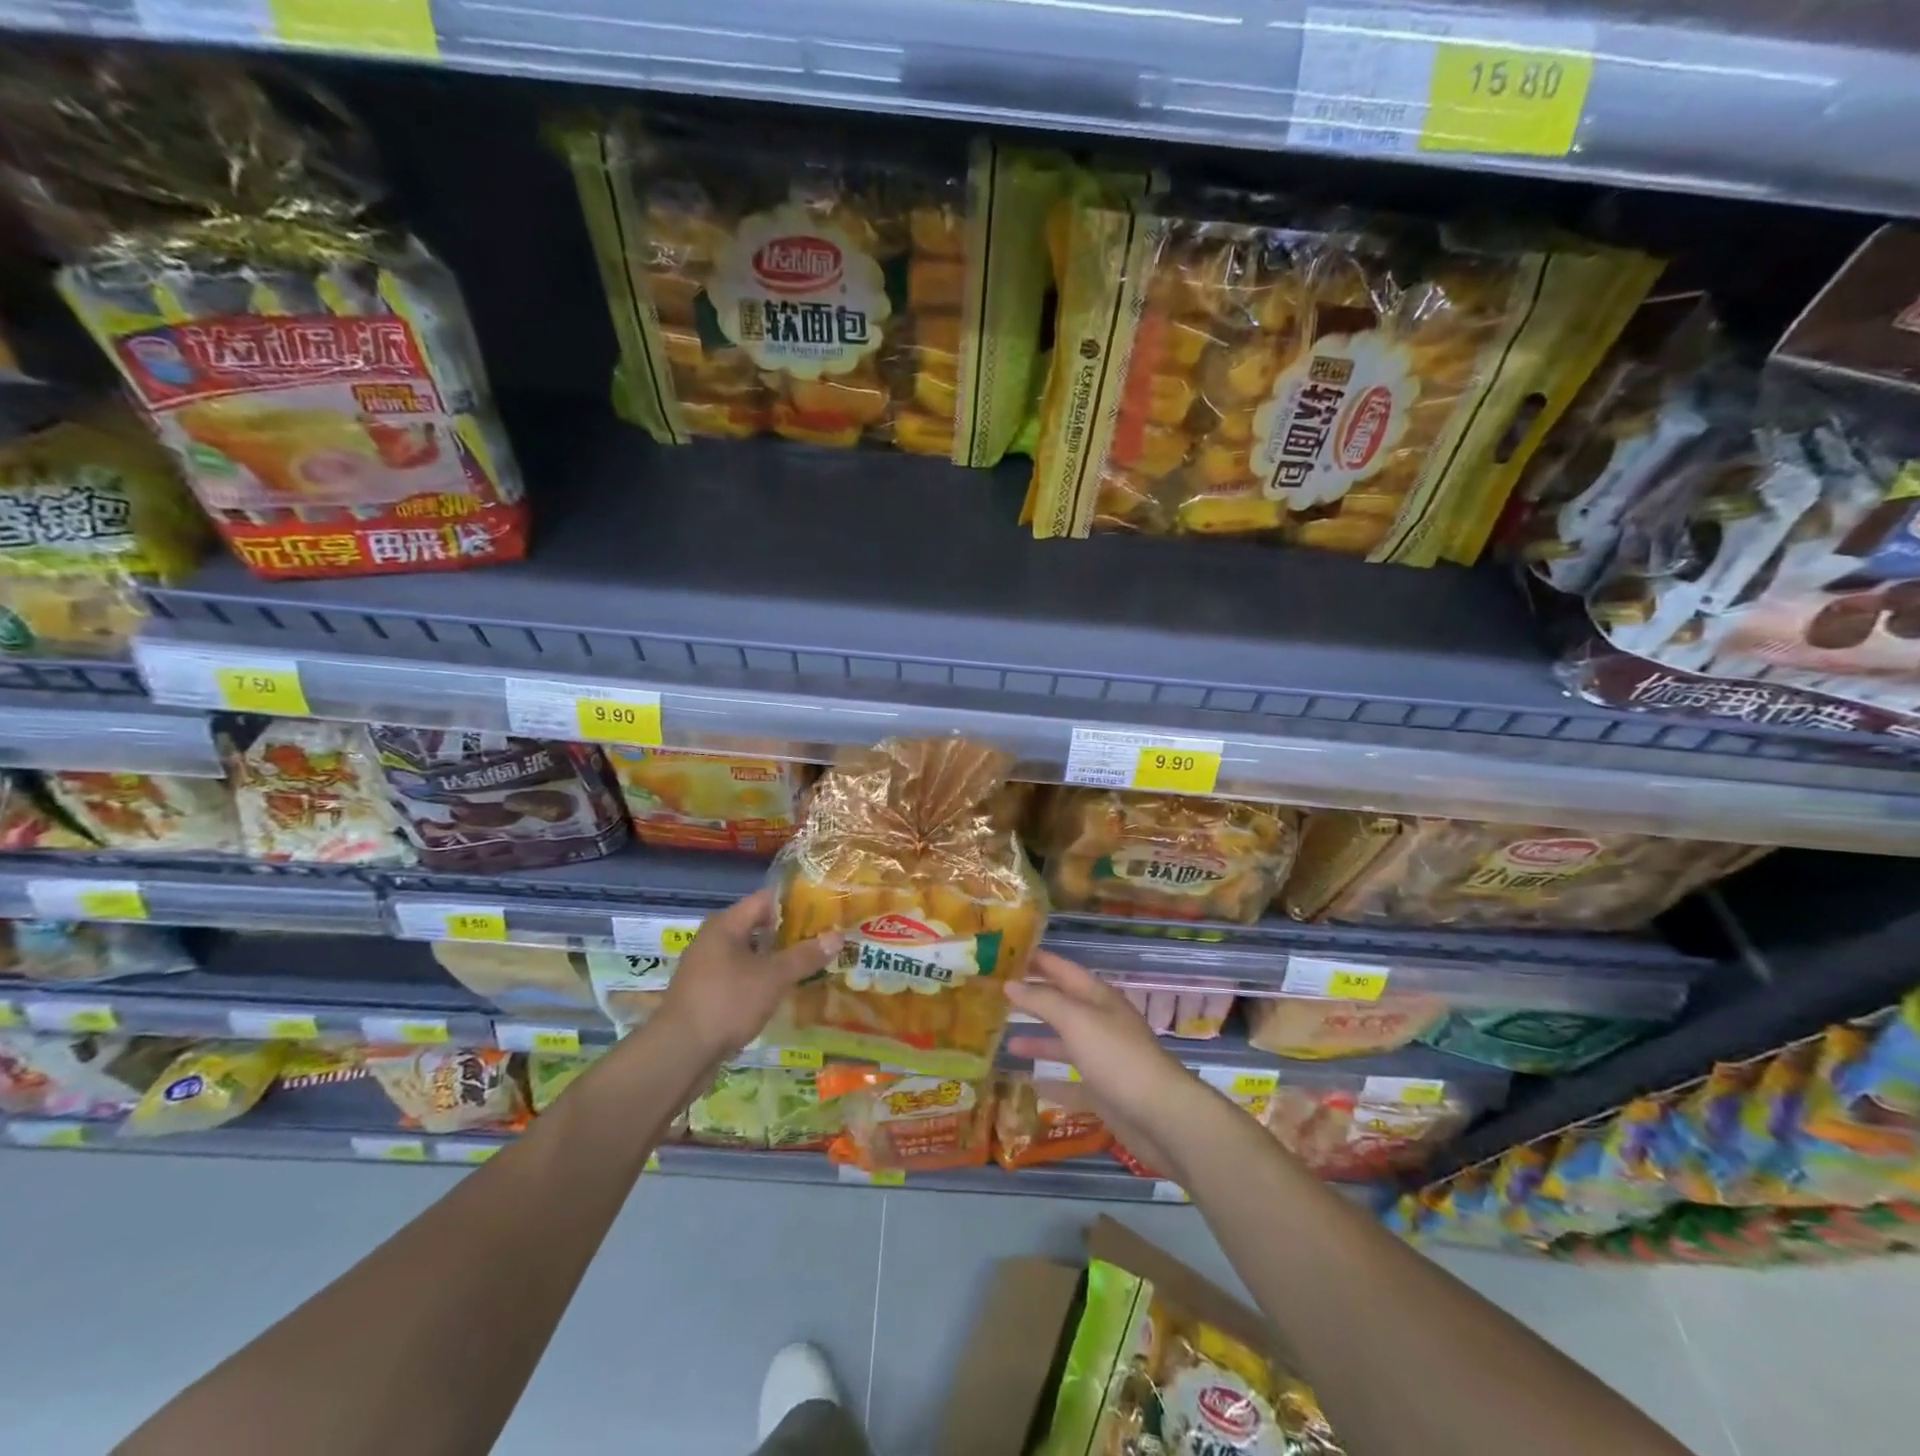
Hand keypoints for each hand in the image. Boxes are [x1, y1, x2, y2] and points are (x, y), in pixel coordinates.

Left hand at [659, 888, 843, 1061]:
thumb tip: (838, 936)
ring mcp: (707, 968)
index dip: (797, 902)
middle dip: (791, 933)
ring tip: (812, 964)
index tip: (825, 909)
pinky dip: (763, 979)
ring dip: (777, 959)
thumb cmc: (727, 1002)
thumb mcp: (773, 977)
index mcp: (726, 925)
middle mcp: (713, 940)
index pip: (766, 899)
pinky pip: (741, 976)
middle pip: (759, 926)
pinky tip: (784, 991)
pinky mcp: (706, 994)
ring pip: (751, 954)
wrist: (679, 1054)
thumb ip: (805, 956)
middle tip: (824, 938)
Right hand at [1004, 951, 1212, 1178]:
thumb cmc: (1117, 1057)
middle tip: (997, 994)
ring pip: (1065, 1043)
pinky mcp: (1104, 1092)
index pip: (1063, 969)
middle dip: (1034, 998)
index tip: (1006, 954)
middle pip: (1062, 1005)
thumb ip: (1042, 1001)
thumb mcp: (1076, 1020)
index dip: (1038, 960)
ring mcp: (1103, 1058)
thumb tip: (1010, 984)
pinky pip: (1072, 1083)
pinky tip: (1029, 1084)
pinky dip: (1052, 1082)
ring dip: (1038, 1040)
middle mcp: (1100, 1023)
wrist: (1161, 1116)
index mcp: (1098, 998)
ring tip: (1006, 1041)